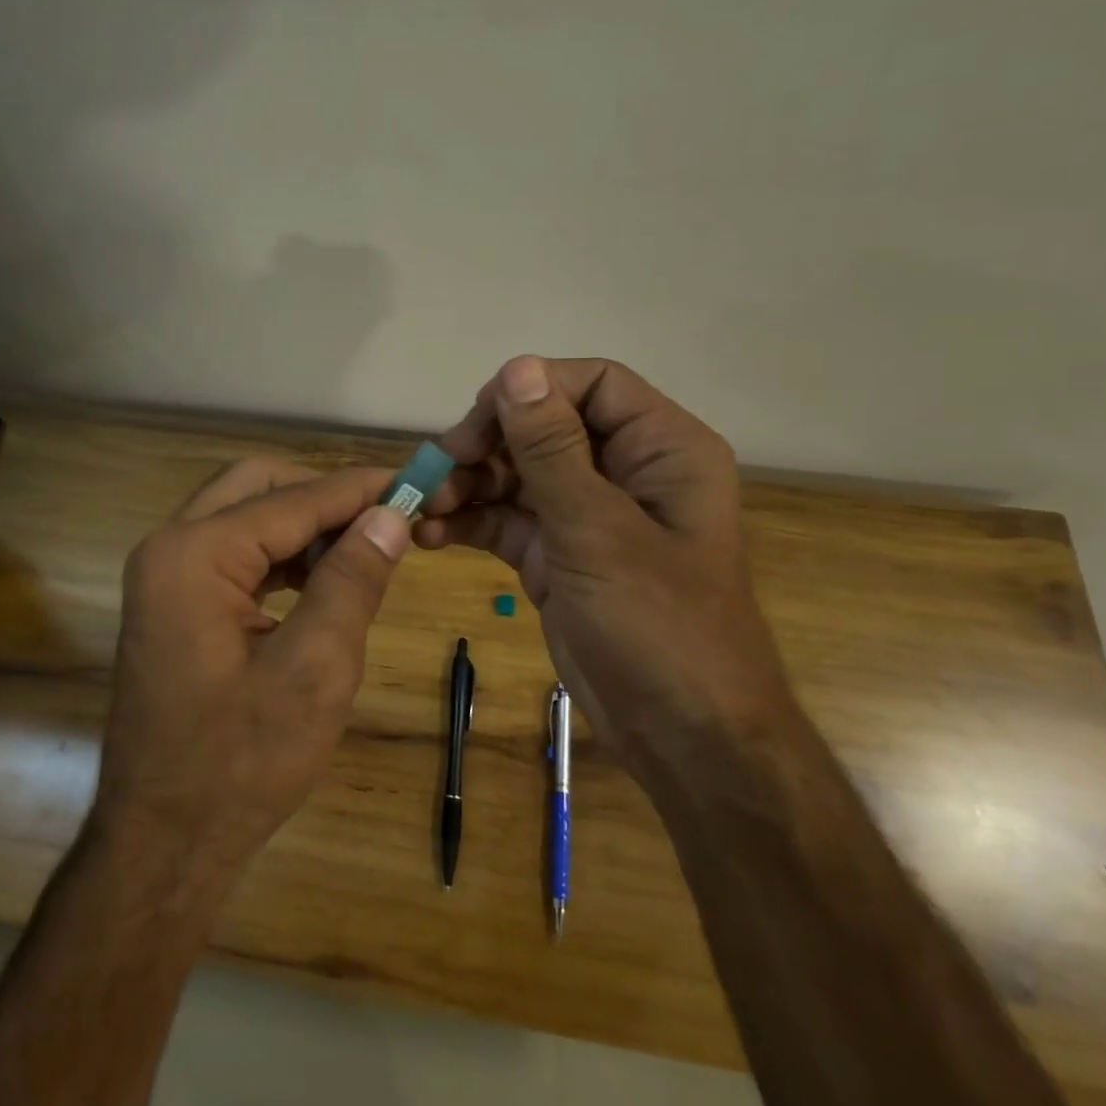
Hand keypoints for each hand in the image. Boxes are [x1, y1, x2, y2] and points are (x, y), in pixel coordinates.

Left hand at [93, 458, 410, 899]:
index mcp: (194, 554)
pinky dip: (281, 555)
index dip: (359, 490)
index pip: (292, 500)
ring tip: (365, 548)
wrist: (163, 843)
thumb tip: (390, 515)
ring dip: (304, 524)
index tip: (418, 484)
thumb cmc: (241, 763)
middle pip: (257, 486)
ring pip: (244, 516)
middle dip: (324, 494)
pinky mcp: (173, 603)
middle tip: (385, 516)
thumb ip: (352, 580)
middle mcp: (168, 547)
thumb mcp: (315, 669)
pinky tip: (323, 578)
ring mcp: (164, 576)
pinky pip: (233, 554)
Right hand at [418, 356, 788, 772]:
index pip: (592, 385)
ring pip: (517, 474)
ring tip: (424, 507)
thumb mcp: (598, 531)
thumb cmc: (659, 626)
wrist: (681, 737)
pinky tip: (432, 536)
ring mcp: (587, 515)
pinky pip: (507, 520)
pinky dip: (470, 522)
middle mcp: (625, 472)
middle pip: (544, 428)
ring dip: (468, 485)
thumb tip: (517, 368)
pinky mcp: (557, 555)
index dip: (531, 391)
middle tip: (438, 468)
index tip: (477, 422)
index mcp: (661, 449)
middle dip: (487, 444)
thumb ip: (552, 449)